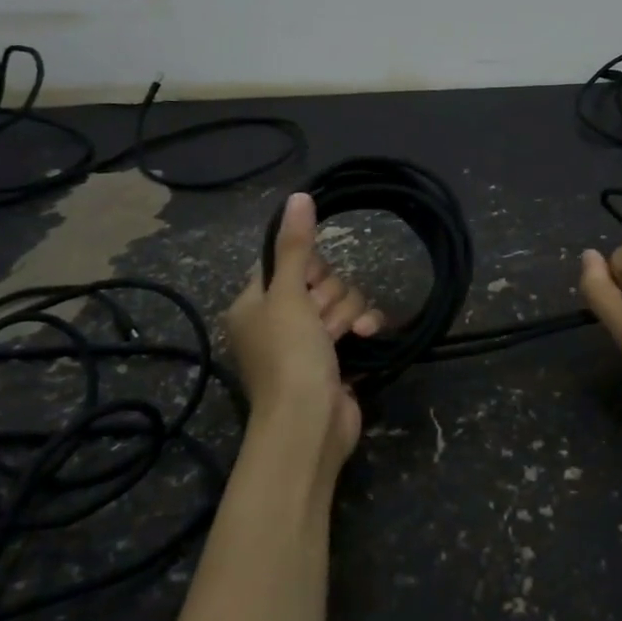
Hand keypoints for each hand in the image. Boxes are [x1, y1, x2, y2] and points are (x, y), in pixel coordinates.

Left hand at [225, 192, 381, 470]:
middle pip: (320, 279)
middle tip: (320, 318)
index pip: (286, 260)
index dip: (307, 267)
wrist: (310, 424)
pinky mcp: (338, 356)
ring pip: (342, 300)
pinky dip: (363, 327)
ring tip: (342, 337)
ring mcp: (310, 339)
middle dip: (330, 296)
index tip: (311, 281)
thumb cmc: (289, 356)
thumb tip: (299, 196)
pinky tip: (367, 336)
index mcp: (254, 303)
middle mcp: (280, 318)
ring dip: (347, 314)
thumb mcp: (288, 296)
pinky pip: (357, 323)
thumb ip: (296, 246)